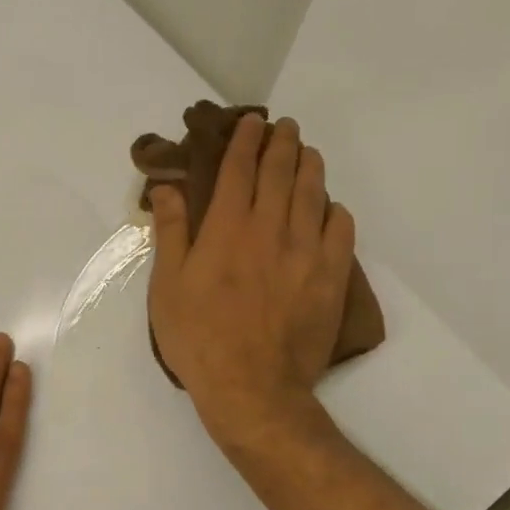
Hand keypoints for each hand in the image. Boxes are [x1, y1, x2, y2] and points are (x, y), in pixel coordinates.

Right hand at [147, 114, 355, 450]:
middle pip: (281, 172)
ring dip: (310, 166)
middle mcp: (270, 229)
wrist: (252, 387)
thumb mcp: (167, 285)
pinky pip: (341, 229)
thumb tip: (169, 186)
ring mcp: (306, 252)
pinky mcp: (330, 277)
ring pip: (314, 193)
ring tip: (307, 152)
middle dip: (282, 143)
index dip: (245, 141)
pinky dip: (335, 209)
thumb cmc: (199, 337)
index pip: (240, 169)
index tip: (251, 122)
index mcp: (227, 228)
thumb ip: (171, 231)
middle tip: (284, 127)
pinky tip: (329, 206)